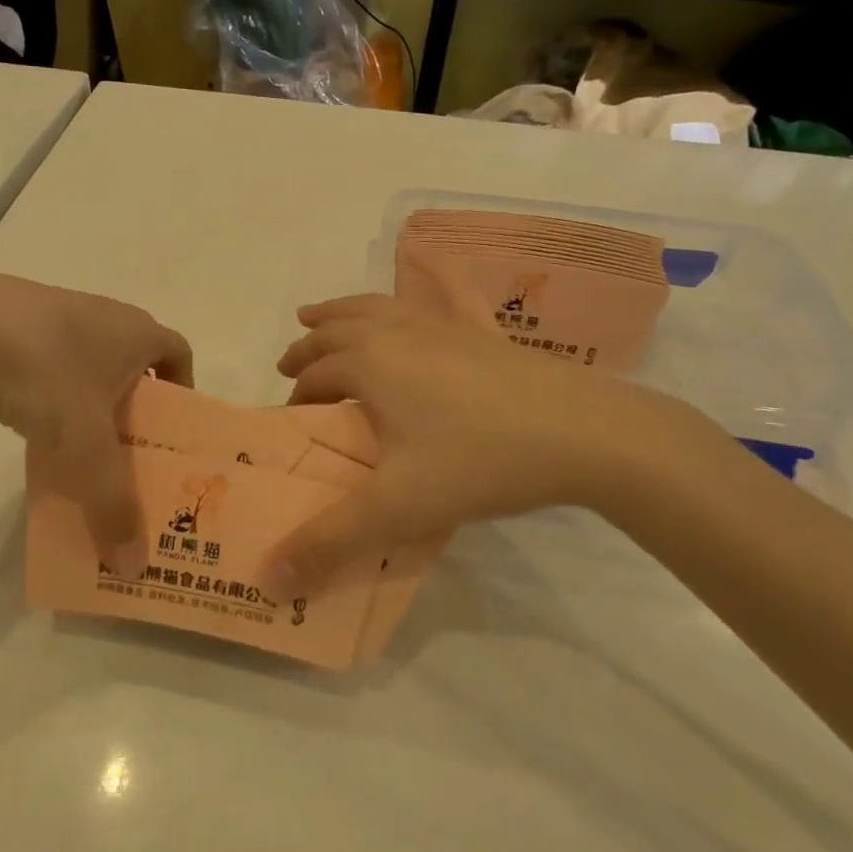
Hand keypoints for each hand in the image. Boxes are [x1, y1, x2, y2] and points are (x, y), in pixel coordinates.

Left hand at [0, 273, 191, 554]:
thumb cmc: (41, 373)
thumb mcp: (83, 446)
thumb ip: (112, 504)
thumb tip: (133, 567)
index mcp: (135, 331)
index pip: (179, 353)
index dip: (183, 392)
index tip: (170, 434)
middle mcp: (103, 314)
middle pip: (134, 365)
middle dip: (136, 409)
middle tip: (127, 456)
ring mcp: (54, 313)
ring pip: (89, 365)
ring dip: (91, 404)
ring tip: (79, 450)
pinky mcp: (11, 321)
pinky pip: (49, 362)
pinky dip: (51, 394)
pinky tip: (29, 425)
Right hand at [272, 294, 723, 583]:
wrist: (583, 433)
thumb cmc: (478, 463)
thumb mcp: (396, 508)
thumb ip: (328, 542)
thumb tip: (269, 580)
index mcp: (369, 364)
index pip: (315, 375)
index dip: (296, 396)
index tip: (290, 420)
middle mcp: (399, 333)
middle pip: (337, 331)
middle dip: (308, 347)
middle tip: (289, 364)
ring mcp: (444, 326)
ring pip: (379, 308)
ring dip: (343, 311)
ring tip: (322, 315)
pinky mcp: (485, 332)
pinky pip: (448, 296)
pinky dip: (427, 283)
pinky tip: (426, 271)